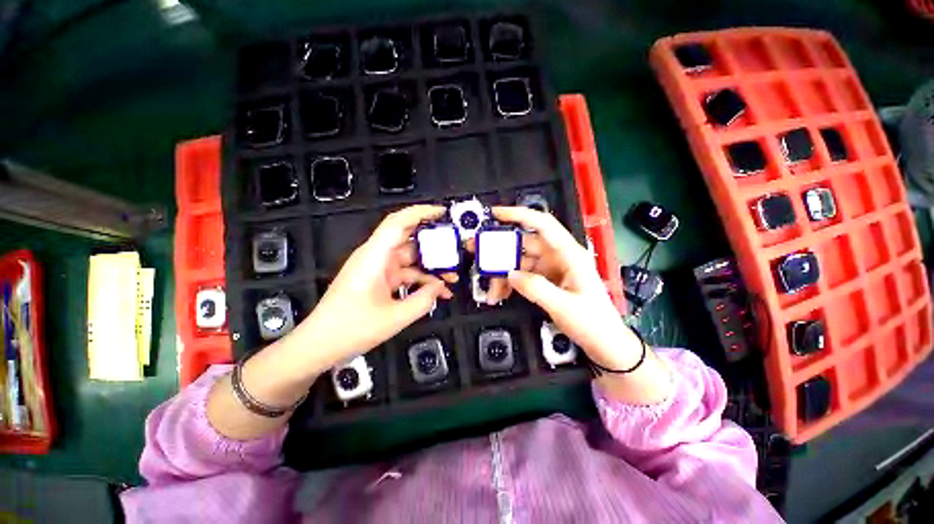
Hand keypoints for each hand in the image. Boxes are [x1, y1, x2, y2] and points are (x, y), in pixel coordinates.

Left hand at [291, 205, 455, 367]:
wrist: (320, 345)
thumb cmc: (351, 329)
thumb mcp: (395, 317)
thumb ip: (424, 300)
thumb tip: (440, 287)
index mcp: (374, 257)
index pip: (398, 223)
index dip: (421, 212)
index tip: (442, 213)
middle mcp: (375, 257)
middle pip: (409, 241)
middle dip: (434, 245)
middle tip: (455, 249)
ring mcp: (378, 269)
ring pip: (410, 260)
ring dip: (430, 267)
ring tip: (452, 277)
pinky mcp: (379, 280)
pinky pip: (405, 274)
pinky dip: (421, 281)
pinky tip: (437, 292)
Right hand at [488, 206, 641, 370]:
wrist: (604, 342)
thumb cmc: (592, 322)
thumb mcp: (563, 306)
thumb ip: (536, 288)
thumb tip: (510, 274)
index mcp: (569, 253)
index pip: (542, 224)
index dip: (518, 215)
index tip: (495, 214)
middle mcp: (557, 256)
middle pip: (523, 244)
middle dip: (499, 250)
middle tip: (476, 253)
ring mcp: (550, 268)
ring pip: (519, 262)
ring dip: (502, 274)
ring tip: (492, 292)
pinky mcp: (545, 280)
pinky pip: (521, 276)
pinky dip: (509, 284)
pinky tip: (501, 295)